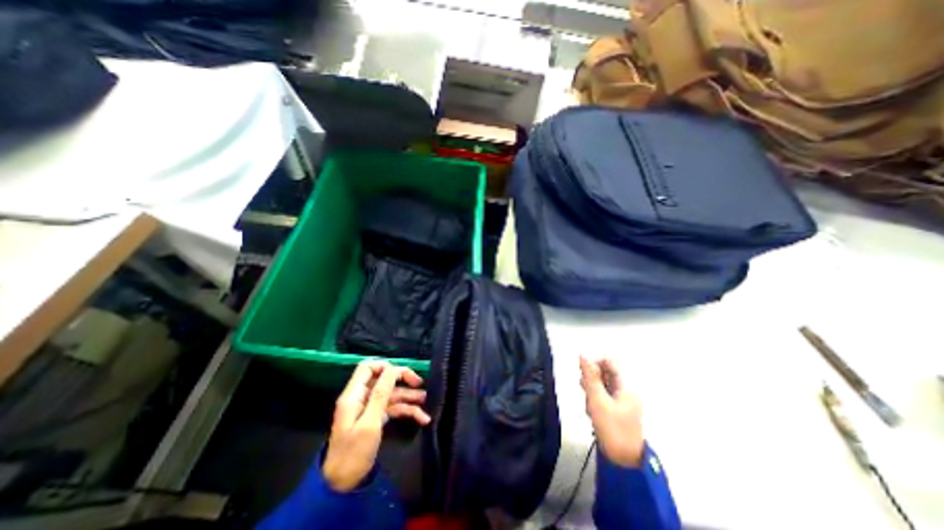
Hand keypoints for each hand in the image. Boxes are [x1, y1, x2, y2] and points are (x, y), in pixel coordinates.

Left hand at [322, 361, 430, 492]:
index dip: (384, 366)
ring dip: (408, 396)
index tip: (401, 374)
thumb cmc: (354, 453)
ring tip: (426, 400)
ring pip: (391, 394)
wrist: (344, 485)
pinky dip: (406, 411)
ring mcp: (369, 408)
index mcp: (354, 395)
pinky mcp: (375, 418)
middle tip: (419, 383)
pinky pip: (393, 408)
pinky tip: (422, 417)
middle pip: (383, 379)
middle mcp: (361, 398)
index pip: (367, 368)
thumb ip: (381, 394)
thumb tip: (393, 369)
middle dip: (402, 379)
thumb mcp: (370, 423)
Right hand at [581, 357, 646, 467]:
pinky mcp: (617, 410)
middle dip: (592, 379)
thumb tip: (583, 356)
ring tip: (589, 404)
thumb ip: (590, 377)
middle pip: (605, 373)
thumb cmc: (611, 428)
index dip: (595, 363)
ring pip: (602, 385)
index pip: (610, 362)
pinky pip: (603, 396)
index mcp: (626, 386)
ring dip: (592, 391)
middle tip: (586, 392)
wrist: (623, 461)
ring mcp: (622, 401)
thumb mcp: (597, 400)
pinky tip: (591, 411)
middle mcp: (626, 390)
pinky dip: (595, 399)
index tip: (584, 374)